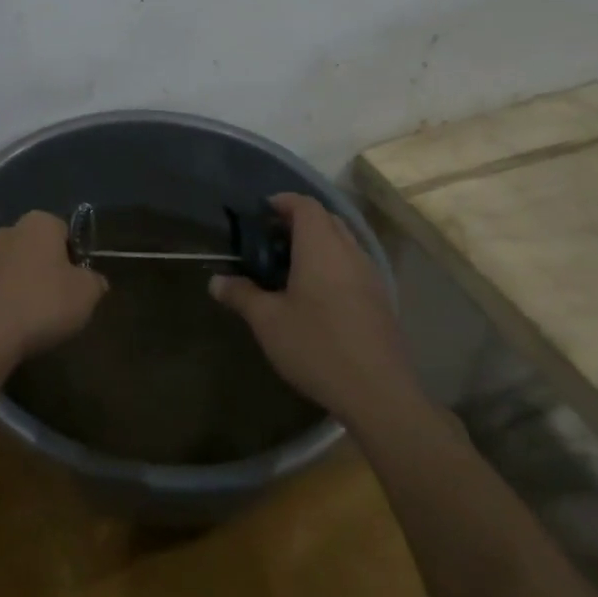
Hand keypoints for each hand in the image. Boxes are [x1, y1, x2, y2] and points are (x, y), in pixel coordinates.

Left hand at [0, 210, 107, 362]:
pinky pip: (2, 285)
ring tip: (39, 317)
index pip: (66, 231)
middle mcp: (11, 228)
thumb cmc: (43, 303)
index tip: (79, 283)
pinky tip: (18, 322)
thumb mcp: (87, 293)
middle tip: (62, 300)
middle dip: (51, 269)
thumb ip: (95, 281)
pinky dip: (11, 299)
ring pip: (20, 266)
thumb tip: (93, 280)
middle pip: (41, 248)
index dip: (76, 257)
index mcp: (40, 221)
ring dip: (29, 284)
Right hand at [209, 193, 415, 413]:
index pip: (305, 205)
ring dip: (318, 243)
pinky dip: (333, 264)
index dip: (283, 201)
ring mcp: (371, 276)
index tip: (262, 212)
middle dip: (299, 221)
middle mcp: (349, 252)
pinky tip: (317, 295)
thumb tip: (216, 282)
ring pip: (343, 242)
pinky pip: (354, 265)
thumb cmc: (317, 346)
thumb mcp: (268, 322)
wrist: (379, 395)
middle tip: (272, 239)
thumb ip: (241, 295)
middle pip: (327, 219)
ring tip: (291, 267)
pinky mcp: (381, 300)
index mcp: (321, 247)